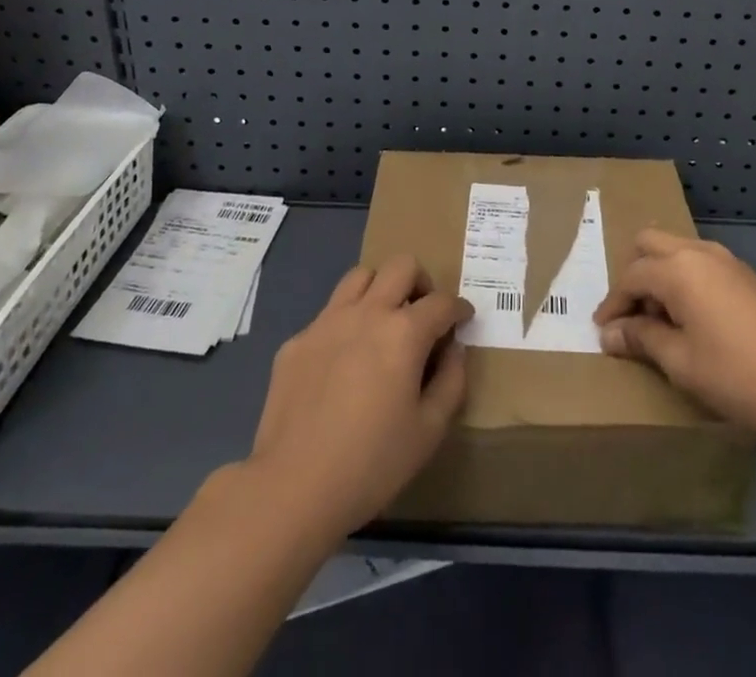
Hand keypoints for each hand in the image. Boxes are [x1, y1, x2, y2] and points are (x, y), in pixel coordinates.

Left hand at [247, 254, 471, 536]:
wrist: (292, 487)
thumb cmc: (372, 463)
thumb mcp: (429, 431)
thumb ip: (451, 382)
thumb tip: (454, 349)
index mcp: (403, 332)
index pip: (442, 302)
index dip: (459, 308)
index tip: (463, 320)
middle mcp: (367, 313)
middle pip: (401, 266)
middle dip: (421, 282)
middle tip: (423, 315)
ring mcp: (327, 322)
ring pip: (360, 276)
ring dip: (380, 289)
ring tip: (383, 323)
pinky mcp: (297, 341)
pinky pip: (328, 314)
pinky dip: (345, 324)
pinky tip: (343, 362)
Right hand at [593, 228, 755, 437]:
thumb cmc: (738, 374)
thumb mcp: (681, 362)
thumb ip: (642, 339)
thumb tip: (610, 333)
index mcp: (678, 269)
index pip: (631, 276)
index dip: (613, 304)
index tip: (603, 331)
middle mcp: (699, 252)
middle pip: (649, 243)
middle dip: (633, 274)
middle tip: (630, 314)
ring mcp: (727, 260)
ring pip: (676, 249)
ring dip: (659, 274)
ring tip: (659, 319)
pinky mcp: (746, 275)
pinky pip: (700, 262)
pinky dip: (683, 279)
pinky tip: (691, 317)